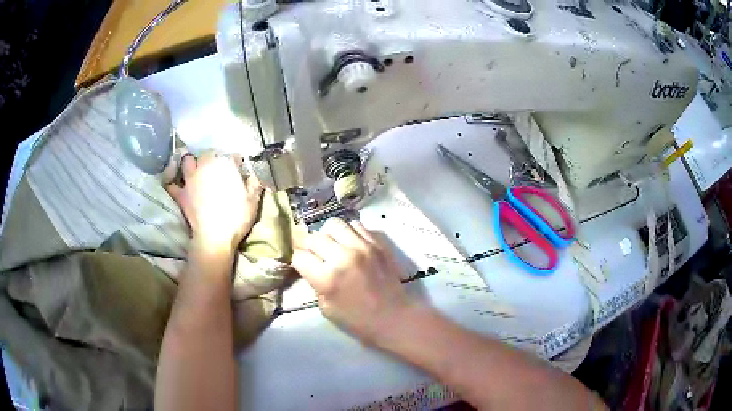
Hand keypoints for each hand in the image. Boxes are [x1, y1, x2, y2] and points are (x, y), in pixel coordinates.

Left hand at [166, 153, 262, 253]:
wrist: (214, 237)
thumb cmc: (236, 218)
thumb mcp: (253, 202)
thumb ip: (254, 185)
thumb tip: (253, 177)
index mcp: (225, 166)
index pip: (232, 156)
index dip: (236, 162)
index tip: (239, 169)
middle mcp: (206, 167)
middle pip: (208, 154)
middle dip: (213, 158)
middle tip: (217, 168)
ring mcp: (191, 180)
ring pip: (187, 161)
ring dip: (191, 163)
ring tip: (196, 169)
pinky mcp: (181, 194)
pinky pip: (172, 185)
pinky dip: (174, 184)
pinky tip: (177, 186)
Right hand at [292, 218, 411, 344]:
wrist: (394, 317)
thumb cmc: (357, 320)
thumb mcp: (325, 308)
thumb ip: (314, 283)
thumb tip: (309, 266)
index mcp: (328, 278)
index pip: (299, 256)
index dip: (297, 261)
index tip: (302, 265)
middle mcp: (343, 257)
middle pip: (313, 237)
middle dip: (309, 247)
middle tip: (314, 256)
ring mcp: (362, 246)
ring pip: (333, 224)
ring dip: (328, 235)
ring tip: (333, 246)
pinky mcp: (377, 243)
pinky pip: (356, 225)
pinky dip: (348, 232)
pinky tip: (350, 244)